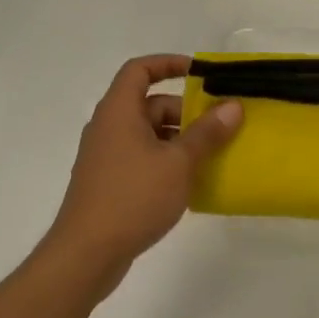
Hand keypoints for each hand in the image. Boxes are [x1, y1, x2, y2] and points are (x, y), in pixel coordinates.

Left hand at [45, 54, 242, 294]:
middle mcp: (108, 127)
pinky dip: (165, 161)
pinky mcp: (108, 183)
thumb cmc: (133, 197)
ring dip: (178, 139)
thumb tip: (232, 105)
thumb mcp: (179, 162)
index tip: (200, 72)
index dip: (168, 64)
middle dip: (185, 111)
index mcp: (118, 112)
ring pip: (147, 134)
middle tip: (218, 126)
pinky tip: (189, 183)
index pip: (139, 70)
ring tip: (210, 156)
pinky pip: (142, 158)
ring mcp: (106, 157)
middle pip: (149, 104)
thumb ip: (207, 132)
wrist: (86, 254)